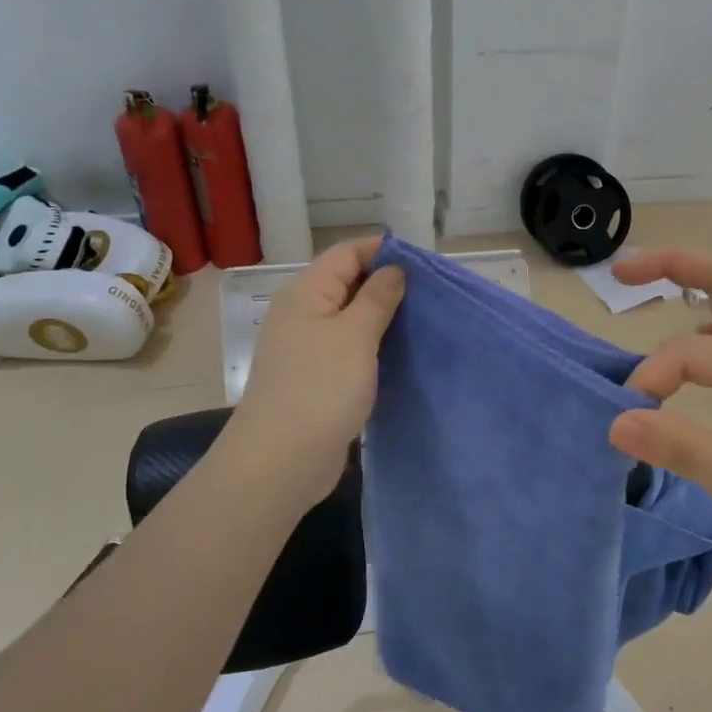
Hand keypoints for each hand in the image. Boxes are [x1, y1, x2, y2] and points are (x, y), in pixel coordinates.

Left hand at [230, 237, 405, 502]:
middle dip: (386, 284)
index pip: (346, 253)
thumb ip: (377, 298)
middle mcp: (302, 314)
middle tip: (430, 294)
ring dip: (381, 318)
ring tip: (421, 322)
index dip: (382, 251)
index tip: (423, 263)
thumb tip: (392, 270)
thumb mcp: (356, 335)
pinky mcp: (314, 378)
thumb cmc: (321, 387)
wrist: (281, 460)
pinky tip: (398, 355)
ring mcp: (306, 348)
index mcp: (306, 292)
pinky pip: (347, 349)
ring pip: (348, 318)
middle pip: (346, 283)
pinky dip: (371, 346)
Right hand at [607, 248, 711, 585]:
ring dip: (697, 287)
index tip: (628, 415)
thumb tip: (616, 421)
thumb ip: (681, 447)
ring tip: (649, 288)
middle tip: (624, 273)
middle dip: (678, 266)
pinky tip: (682, 359)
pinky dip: (702, 332)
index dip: (654, 374)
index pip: (694, 351)